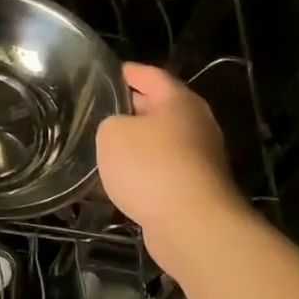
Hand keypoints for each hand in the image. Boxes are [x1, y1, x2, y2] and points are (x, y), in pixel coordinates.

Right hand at [97, 64, 249, 270]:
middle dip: (130, 109)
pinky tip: (119, 181)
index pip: (150, 75)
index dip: (127, 72)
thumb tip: (118, 131)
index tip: (105, 73)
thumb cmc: (151, 166)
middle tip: (98, 110)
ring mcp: (200, 159)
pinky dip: (143, 173)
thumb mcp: (112, 133)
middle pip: (158, 109)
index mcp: (179, 101)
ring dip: (135, 145)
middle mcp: (196, 124)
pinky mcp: (196, 190)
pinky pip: (162, 172)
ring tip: (102, 147)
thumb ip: (110, 123)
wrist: (192, 226)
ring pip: (160, 143)